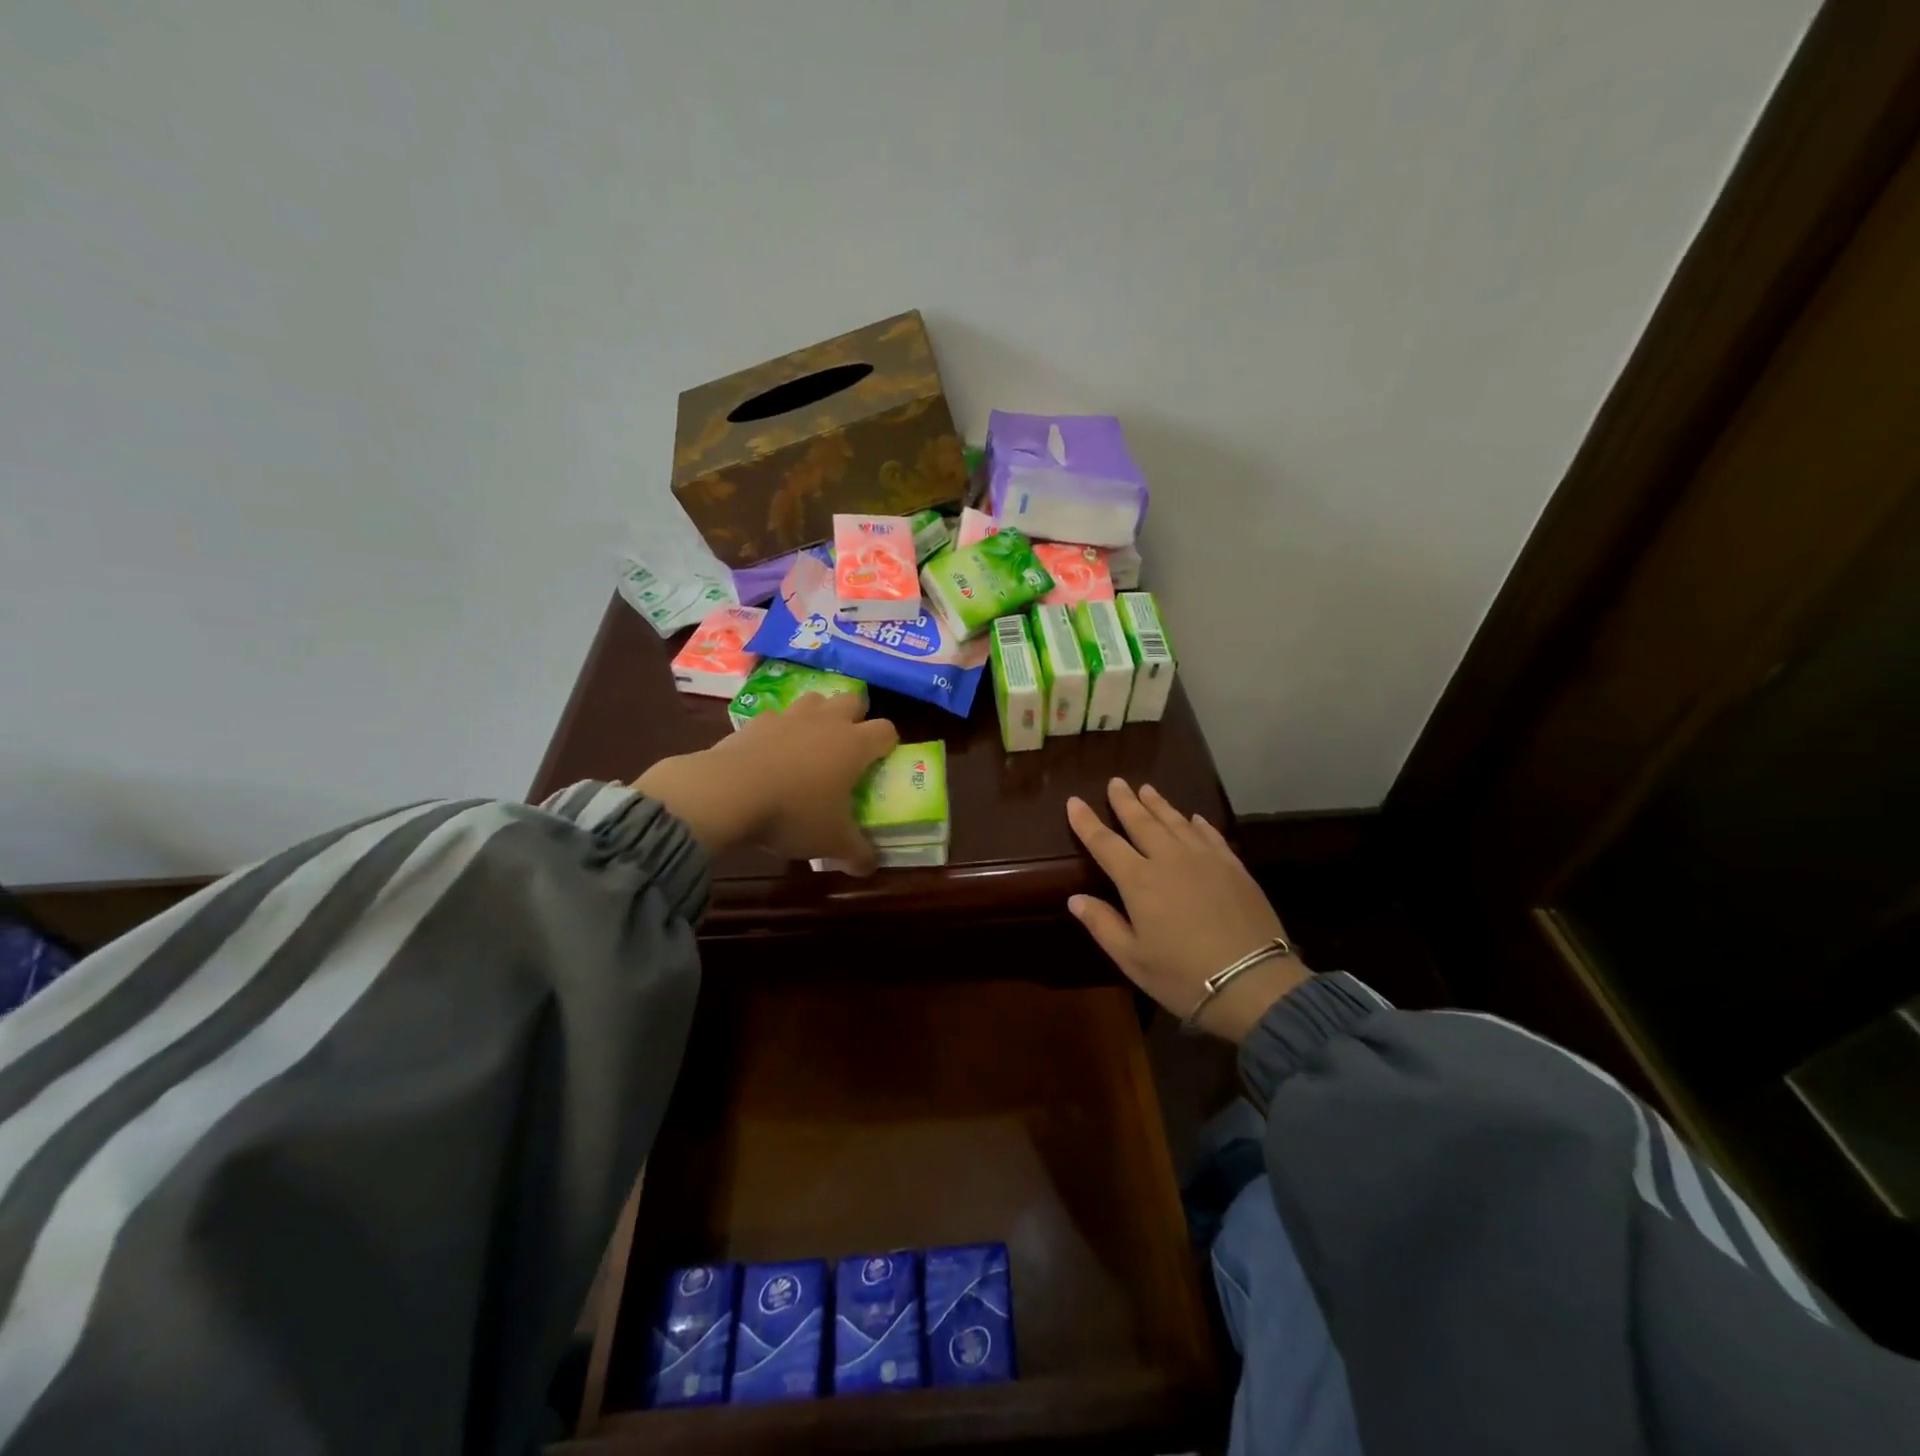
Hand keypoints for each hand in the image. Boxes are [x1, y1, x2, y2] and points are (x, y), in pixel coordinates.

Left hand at [632, 692, 898, 872]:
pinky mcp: (755, 721)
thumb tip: (870, 868)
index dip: (888, 744)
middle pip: (853, 700)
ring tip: (811, 743)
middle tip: (849, 746)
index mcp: (854, 745)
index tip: (882, 762)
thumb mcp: (832, 842)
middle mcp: (826, 722)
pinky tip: (771, 753)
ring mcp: (789, 717)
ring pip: (815, 700)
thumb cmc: (793, 814)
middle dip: (856, 717)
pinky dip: (778, 730)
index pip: (886, 730)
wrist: (727, 793)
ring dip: (819, 715)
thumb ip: (857, 854)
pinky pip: (776, 717)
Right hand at [1066, 780, 1309, 1041]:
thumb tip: (1075, 899)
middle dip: (1125, 801)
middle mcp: (1169, 859)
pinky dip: (1198, 824)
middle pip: (1142, 822)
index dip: (1086, 821)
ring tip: (1147, 788)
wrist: (1253, 982)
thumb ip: (1102, 924)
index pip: (1104, 843)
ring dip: (1159, 804)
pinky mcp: (1233, 866)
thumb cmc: (1183, 975)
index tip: (1074, 801)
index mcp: (1139, 881)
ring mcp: (1205, 859)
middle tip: (1116, 781)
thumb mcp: (1132, 959)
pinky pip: (1210, 835)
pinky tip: (1194, 818)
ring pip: (1176, 822)